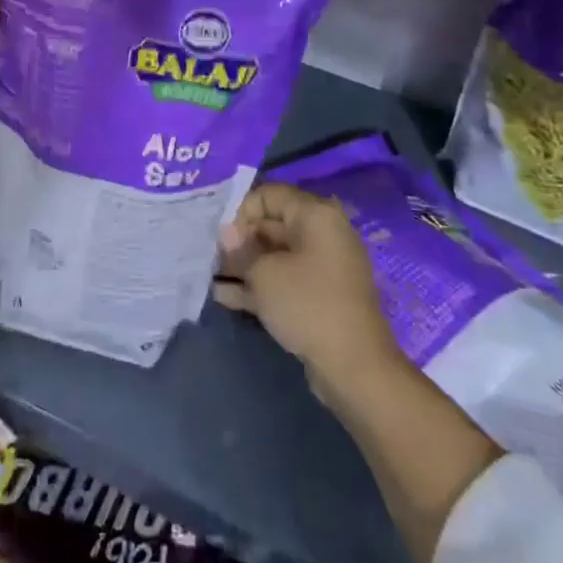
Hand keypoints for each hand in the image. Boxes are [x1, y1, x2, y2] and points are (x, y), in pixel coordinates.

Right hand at [215, 184, 397, 401]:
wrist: (354, 368)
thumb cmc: (307, 304)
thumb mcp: (264, 273)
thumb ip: (240, 249)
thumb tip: (227, 234)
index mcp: (316, 216)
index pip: (269, 195)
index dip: (240, 210)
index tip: (220, 235)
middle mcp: (321, 235)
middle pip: (271, 225)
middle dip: (238, 239)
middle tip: (208, 255)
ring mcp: (320, 268)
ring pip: (274, 256)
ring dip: (243, 264)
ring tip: (208, 273)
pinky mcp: (317, 297)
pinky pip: (281, 280)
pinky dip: (256, 285)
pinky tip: (223, 294)